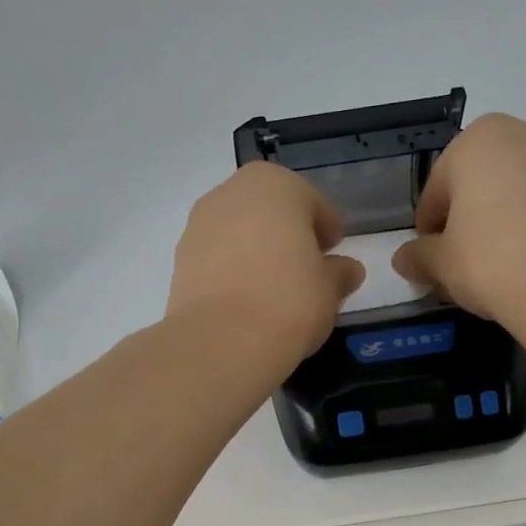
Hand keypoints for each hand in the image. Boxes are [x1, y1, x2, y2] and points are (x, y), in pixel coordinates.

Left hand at [166, 162, 364, 366]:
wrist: (221, 341)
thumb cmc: (289, 300)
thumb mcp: (329, 289)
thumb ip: (339, 273)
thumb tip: (346, 270)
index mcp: (275, 185)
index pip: (312, 203)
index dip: (326, 229)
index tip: (334, 252)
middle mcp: (230, 193)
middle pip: (269, 211)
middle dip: (287, 234)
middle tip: (304, 267)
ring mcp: (198, 224)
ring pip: (238, 231)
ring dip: (256, 250)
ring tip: (273, 287)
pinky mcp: (179, 259)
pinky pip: (216, 257)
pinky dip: (231, 270)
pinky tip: (245, 299)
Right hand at [392, 113, 525, 325]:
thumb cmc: (492, 262)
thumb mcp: (440, 264)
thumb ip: (418, 256)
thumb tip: (405, 259)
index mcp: (477, 141)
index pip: (437, 190)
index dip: (429, 229)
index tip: (431, 259)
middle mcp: (524, 135)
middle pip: (481, 184)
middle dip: (468, 220)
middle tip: (463, 265)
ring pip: (519, 192)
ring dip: (504, 222)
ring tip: (501, 268)